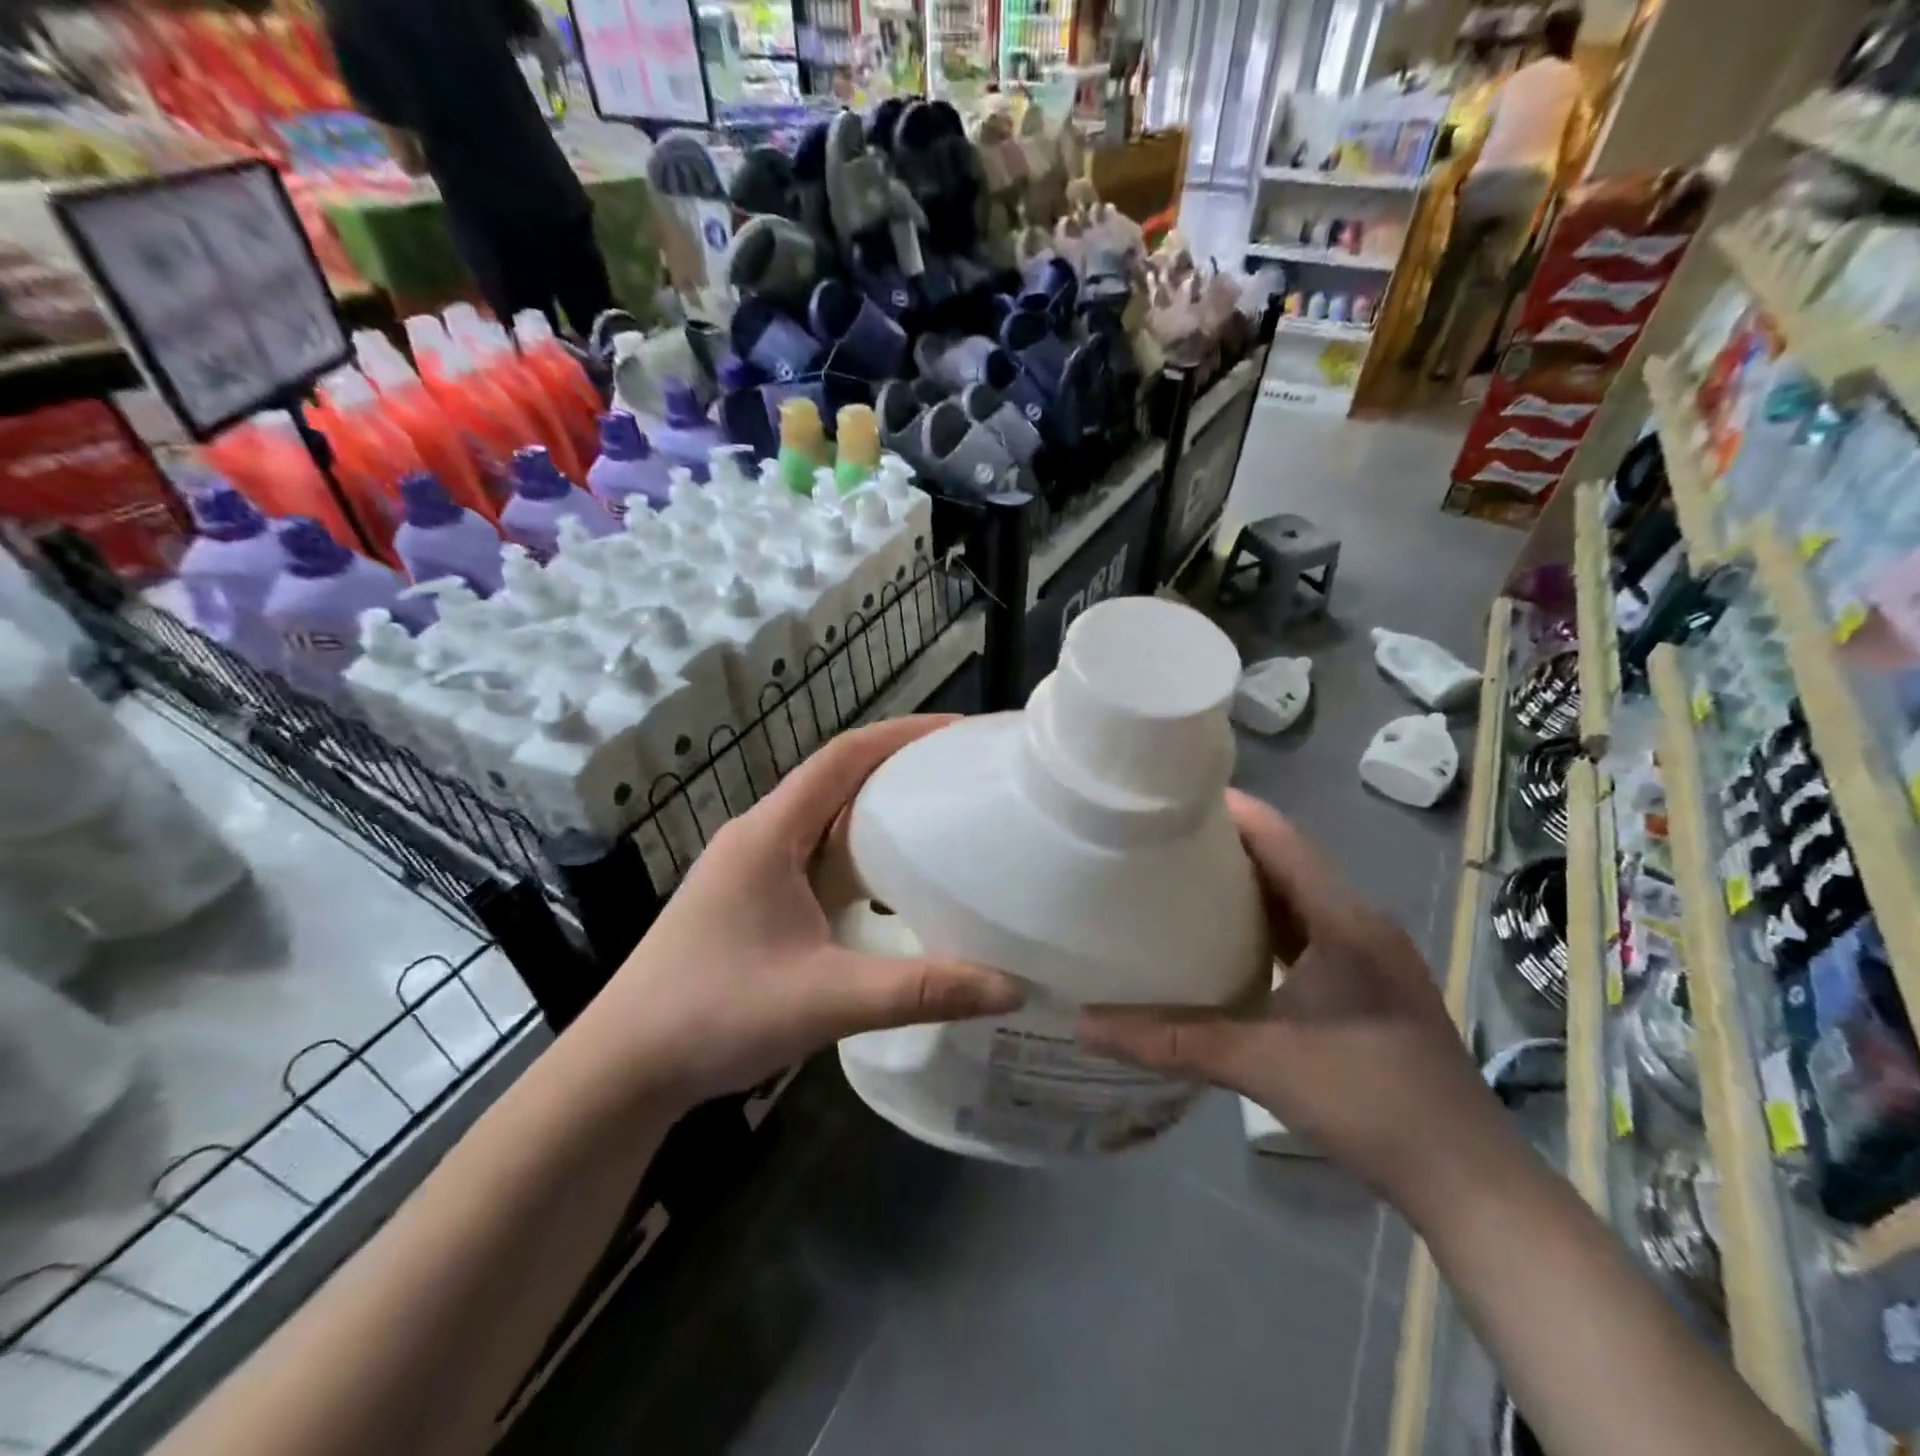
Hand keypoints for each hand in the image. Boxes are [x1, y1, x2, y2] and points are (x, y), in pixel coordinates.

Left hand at [574, 717, 1022, 1108]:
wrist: (623, 1067)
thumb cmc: (714, 1015)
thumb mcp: (826, 1000)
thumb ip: (920, 991)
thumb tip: (1010, 988)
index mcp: (770, 833)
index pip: (844, 756)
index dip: (904, 734)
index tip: (961, 732)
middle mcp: (760, 835)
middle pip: (838, 779)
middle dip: (901, 768)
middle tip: (966, 776)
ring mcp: (752, 867)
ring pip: (826, 819)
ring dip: (879, 811)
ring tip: (943, 818)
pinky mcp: (753, 898)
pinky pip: (816, 856)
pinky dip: (859, 854)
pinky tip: (893, 881)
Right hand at [1077, 791, 1508, 1210]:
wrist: (1467, 1179)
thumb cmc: (1370, 1101)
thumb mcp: (1259, 1064)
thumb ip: (1170, 1040)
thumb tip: (1085, 1023)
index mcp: (1343, 920)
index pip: (1280, 838)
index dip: (1229, 810)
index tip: (1169, 796)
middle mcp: (1358, 923)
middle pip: (1286, 860)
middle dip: (1225, 843)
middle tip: (1158, 835)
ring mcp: (1367, 954)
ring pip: (1296, 897)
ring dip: (1245, 883)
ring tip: (1180, 876)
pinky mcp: (1365, 984)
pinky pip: (1305, 931)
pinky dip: (1264, 922)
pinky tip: (1224, 938)